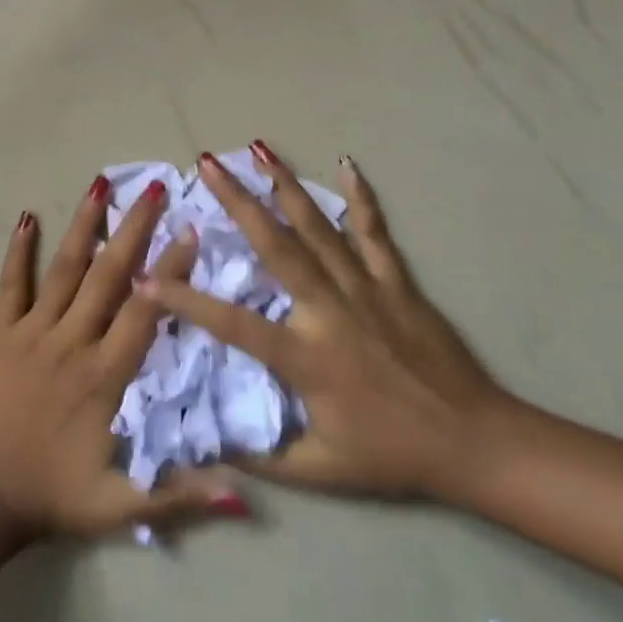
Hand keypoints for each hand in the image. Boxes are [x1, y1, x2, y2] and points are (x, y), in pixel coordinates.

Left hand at [0, 175, 248, 543]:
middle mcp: (71, 340)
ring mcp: (32, 331)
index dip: (169, 271)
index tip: (190, 232)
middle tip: (154, 188)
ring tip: (100, 184)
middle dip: (134, 229)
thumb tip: (243, 499)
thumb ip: (180, 497)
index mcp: (104, 374)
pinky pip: (10, 284)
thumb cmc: (55, 495)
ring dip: (83, 225)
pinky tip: (25, 217)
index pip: (144, 311)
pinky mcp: (1, 332)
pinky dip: (18, 251)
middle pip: (108, 275)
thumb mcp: (121, 508)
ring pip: (63, 269)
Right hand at [138, 144, 512, 501]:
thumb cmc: (394, 455)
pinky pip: (374, 231)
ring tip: (258, 149)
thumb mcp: (324, 472)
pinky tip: (345, 163)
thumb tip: (212, 450)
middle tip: (207, 164)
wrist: (476, 444)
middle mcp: (329, 310)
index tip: (146, 276)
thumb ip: (265, 460)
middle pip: (275, 246)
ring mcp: (364, 288)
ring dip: (284, 185)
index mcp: (305, 357)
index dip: (185, 300)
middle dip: (237, 201)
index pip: (232, 323)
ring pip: (318, 227)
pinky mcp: (396, 281)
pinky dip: (359, 196)